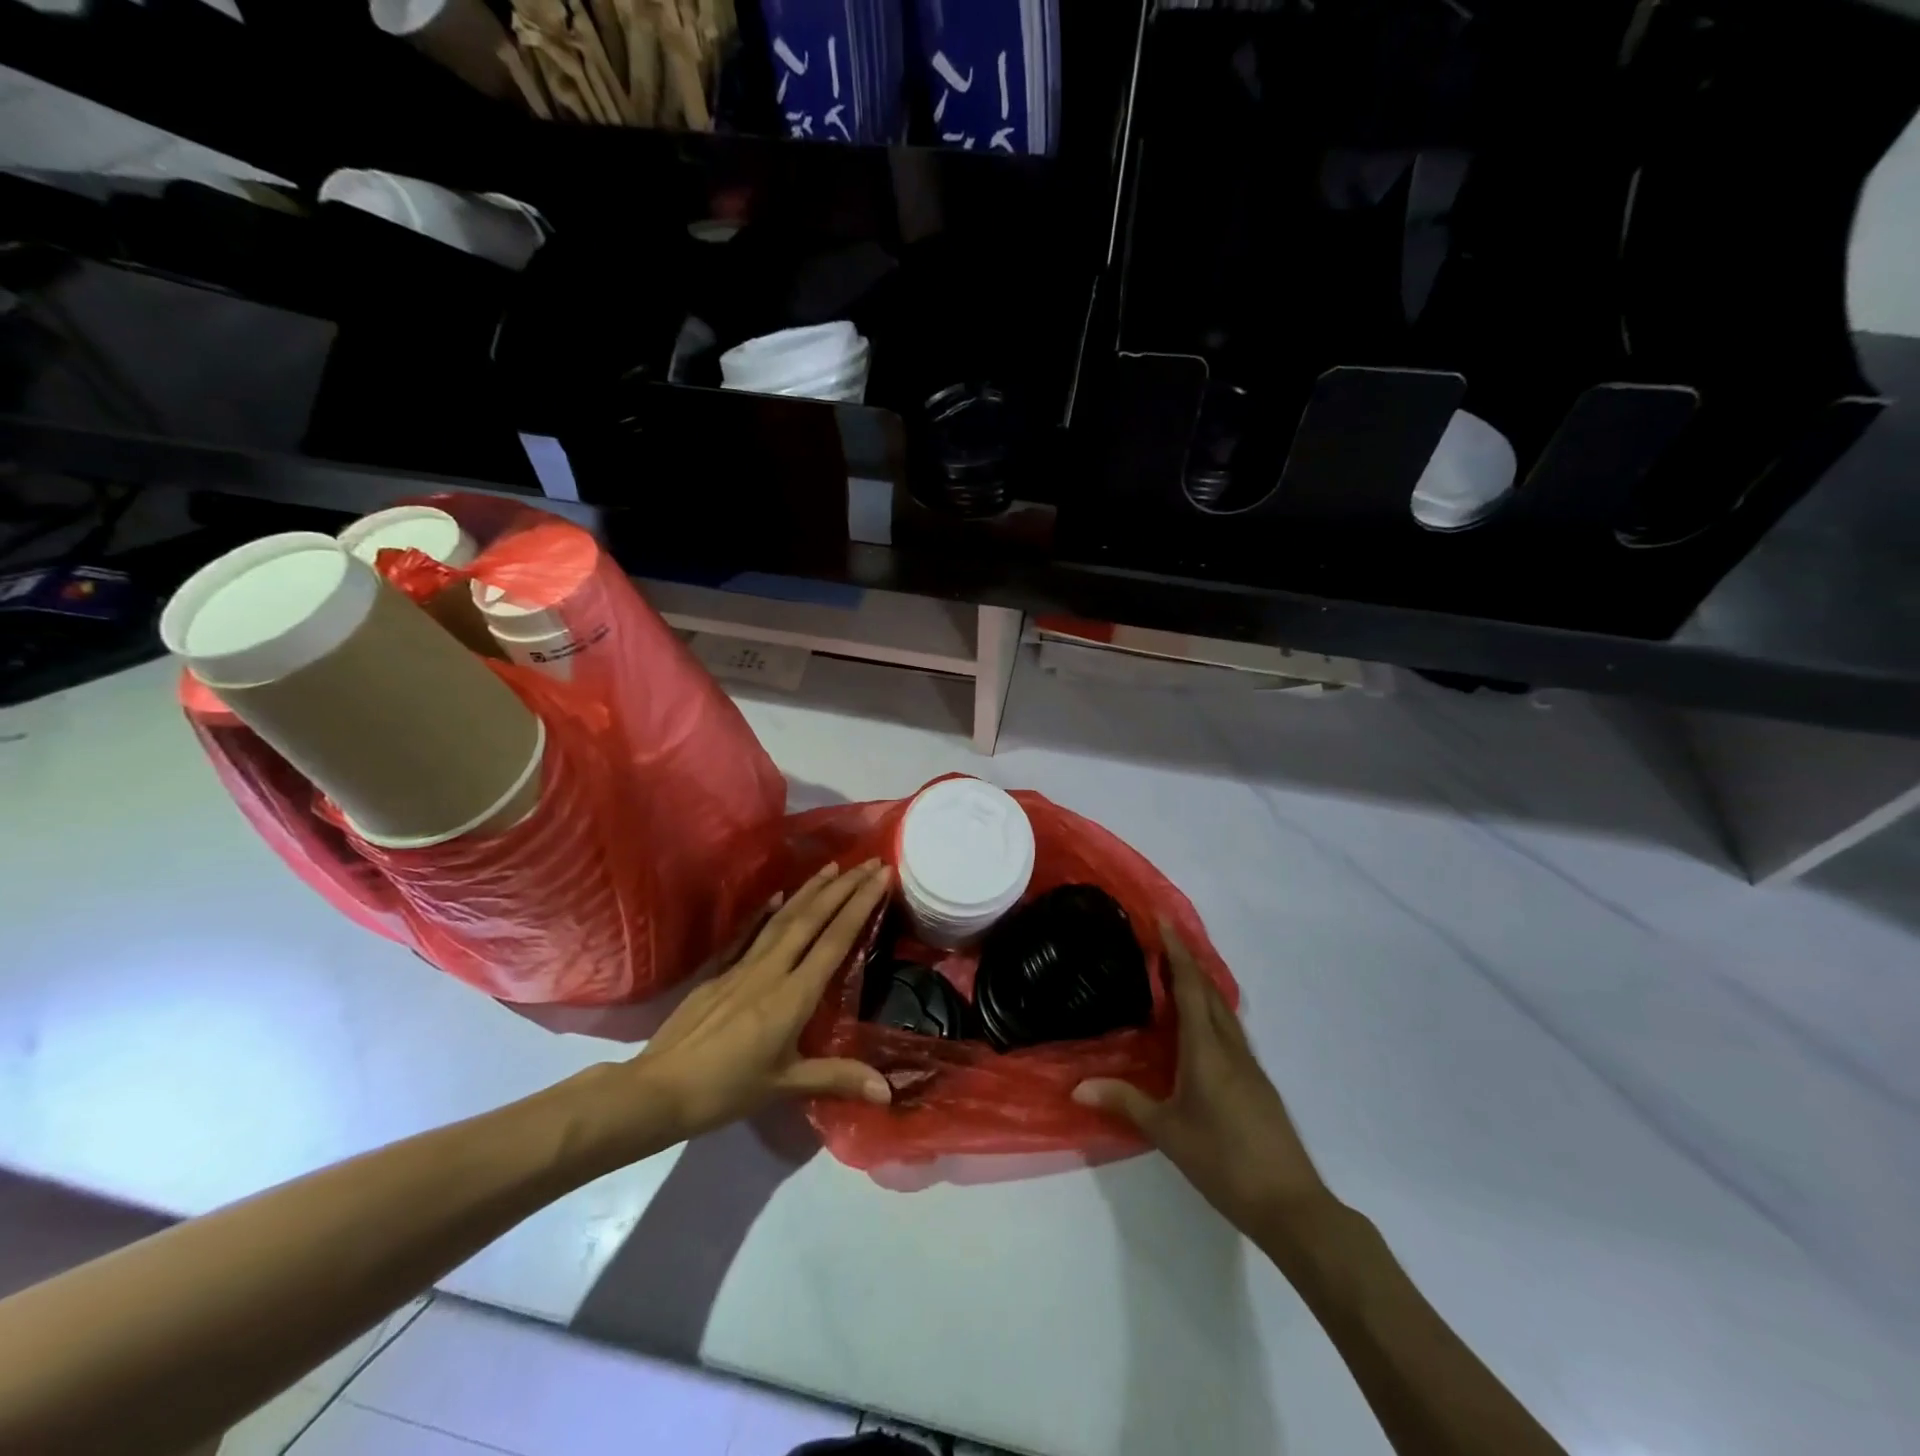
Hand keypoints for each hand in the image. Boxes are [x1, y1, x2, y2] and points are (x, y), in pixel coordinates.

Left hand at [634, 859, 892, 1140]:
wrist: (658, 1090)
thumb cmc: (726, 1090)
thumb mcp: (785, 1086)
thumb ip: (837, 1078)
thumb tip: (888, 1090)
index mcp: (793, 996)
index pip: (834, 940)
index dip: (860, 905)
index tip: (880, 876)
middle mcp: (771, 970)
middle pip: (812, 919)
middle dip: (843, 887)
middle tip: (867, 861)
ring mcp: (742, 967)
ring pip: (782, 919)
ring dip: (810, 890)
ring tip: (831, 866)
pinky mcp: (718, 972)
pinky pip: (747, 934)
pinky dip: (764, 912)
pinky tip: (777, 895)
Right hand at [1074, 924, 1330, 1236]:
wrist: (1290, 1204)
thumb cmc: (1223, 1161)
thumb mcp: (1167, 1132)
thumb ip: (1124, 1102)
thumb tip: (1076, 1086)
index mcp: (1207, 1050)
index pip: (1190, 988)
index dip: (1176, 952)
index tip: (1163, 920)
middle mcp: (1230, 1047)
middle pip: (1209, 991)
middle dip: (1187, 960)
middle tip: (1162, 938)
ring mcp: (1249, 1064)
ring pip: (1223, 1010)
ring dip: (1201, 983)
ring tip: (1176, 971)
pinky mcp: (1257, 1082)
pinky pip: (1230, 1029)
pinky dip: (1211, 1010)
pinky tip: (1199, 1025)